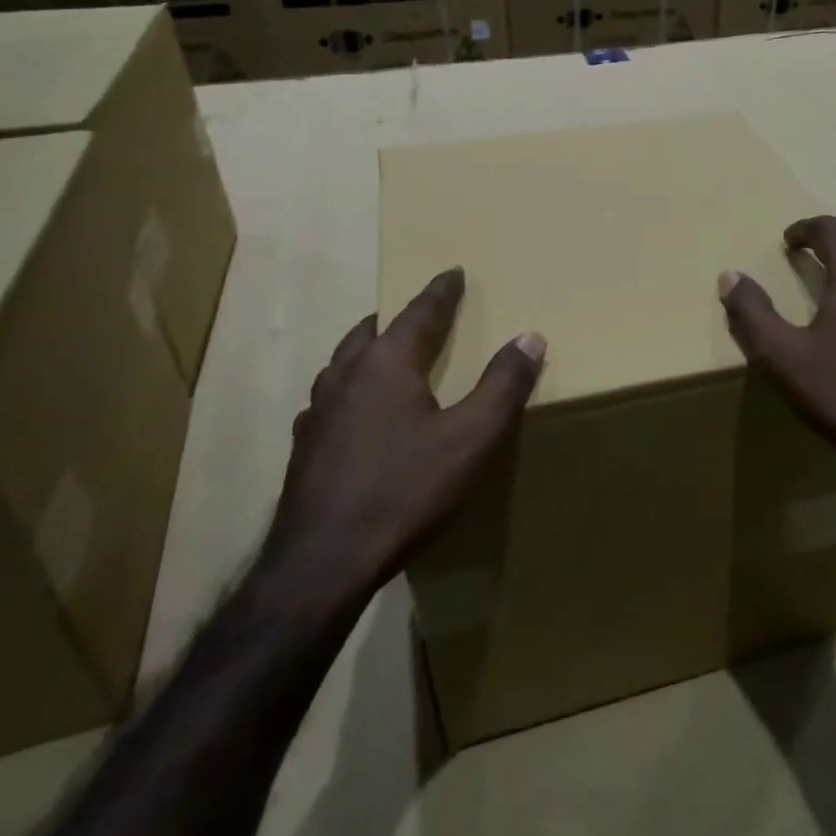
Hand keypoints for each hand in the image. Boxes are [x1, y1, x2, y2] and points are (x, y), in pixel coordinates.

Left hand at [262, 269, 544, 606]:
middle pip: (371, 331)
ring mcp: (317, 413)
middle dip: (397, 317)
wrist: (322, 564)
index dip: (441, 291)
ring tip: (388, 356)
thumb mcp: (472, 437)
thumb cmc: (405, 491)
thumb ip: (503, 384)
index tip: (453, 271)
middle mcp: (345, 377)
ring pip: (343, 363)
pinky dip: (351, 389)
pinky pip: (331, 399)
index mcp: (386, 364)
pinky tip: (359, 415)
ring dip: (368, 350)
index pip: (419, 312)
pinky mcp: (304, 448)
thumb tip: (530, 336)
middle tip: (420, 314)